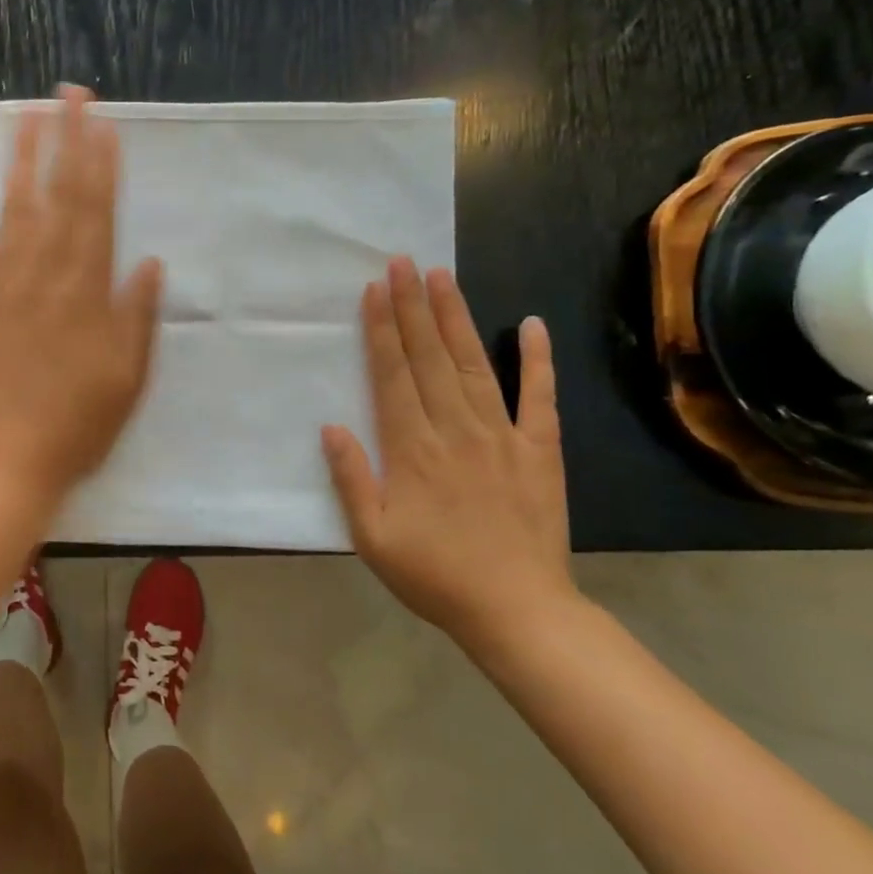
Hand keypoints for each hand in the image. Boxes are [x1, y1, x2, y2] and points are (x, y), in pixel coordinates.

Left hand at [0, 85, 162, 502]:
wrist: (10, 463)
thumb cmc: (79, 426)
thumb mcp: (129, 378)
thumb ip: (138, 317)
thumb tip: (150, 261)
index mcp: (86, 294)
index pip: (96, 214)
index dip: (100, 165)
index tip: (102, 122)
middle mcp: (42, 279)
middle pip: (56, 199)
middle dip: (64, 143)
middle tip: (68, 95)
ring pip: (8, 213)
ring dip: (17, 163)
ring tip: (24, 119)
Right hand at [321, 259, 575, 648]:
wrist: (517, 610)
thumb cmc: (434, 575)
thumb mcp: (372, 537)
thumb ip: (351, 479)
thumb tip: (332, 427)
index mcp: (412, 450)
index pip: (393, 376)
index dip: (382, 330)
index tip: (375, 290)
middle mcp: (456, 430)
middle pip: (430, 359)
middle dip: (413, 308)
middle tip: (403, 263)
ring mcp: (503, 436)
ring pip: (475, 365)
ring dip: (456, 319)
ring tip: (442, 278)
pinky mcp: (540, 450)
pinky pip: (540, 397)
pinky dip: (537, 360)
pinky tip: (531, 325)